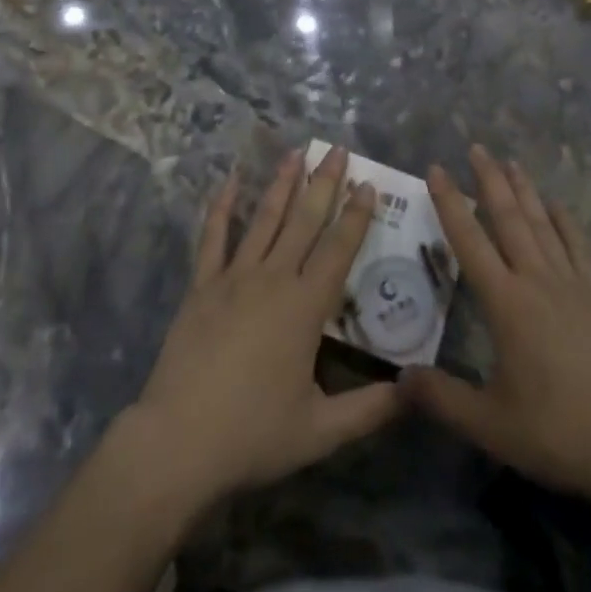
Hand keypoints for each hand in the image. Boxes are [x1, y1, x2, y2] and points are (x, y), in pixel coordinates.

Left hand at [129, 145, 400, 510]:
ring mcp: (234, 277)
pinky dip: (222, 206)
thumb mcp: (320, 432)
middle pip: (305, 221)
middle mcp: (273, 279)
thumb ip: (369, 410)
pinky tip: (229, 180)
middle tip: (337, 150)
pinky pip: (214, 237)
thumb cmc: (253, 434)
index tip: (367, 183)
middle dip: (324, 183)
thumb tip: (411, 391)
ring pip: (265, 219)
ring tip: (296, 152)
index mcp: (304, 307)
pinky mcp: (202, 285)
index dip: (355, 215)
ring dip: (282, 184)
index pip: (338, 249)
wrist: (179, 441)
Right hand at [402, 145, 590, 508]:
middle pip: (509, 218)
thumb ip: (441, 398)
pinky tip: (559, 205)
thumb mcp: (490, 424)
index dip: (450, 202)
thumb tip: (398, 378)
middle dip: (489, 179)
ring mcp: (573, 284)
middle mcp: (537, 280)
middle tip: (476, 146)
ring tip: (511, 161)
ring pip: (543, 225)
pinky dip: (567, 222)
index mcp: (506, 303)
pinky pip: (580, 248)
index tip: (436, 168)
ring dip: (525, 190)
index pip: (469, 240)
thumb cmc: (556, 431)